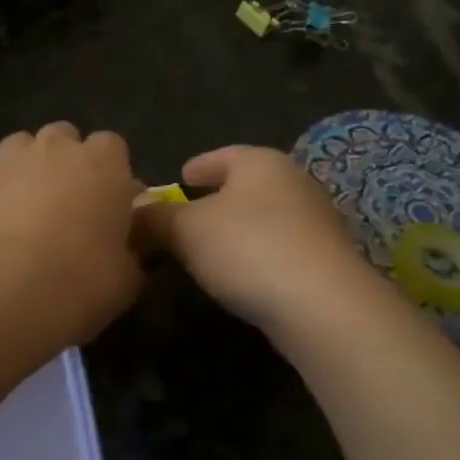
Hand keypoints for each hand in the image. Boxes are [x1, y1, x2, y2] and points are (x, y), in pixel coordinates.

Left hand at [0, 123, 144, 345]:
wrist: (1, 291)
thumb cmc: (81, 279)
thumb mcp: (128, 277)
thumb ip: (132, 252)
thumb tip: (129, 250)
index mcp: (103, 162)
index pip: (112, 147)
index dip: (111, 175)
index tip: (111, 207)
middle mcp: (54, 149)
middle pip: (63, 139)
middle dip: (66, 163)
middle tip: (69, 207)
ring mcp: (6, 163)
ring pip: (19, 149)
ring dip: (26, 171)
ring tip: (28, 213)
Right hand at [136, 146, 379, 334]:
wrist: (322, 304)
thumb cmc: (247, 248)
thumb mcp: (185, 230)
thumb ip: (155, 218)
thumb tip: (133, 212)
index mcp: (260, 162)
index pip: (221, 155)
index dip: (197, 166)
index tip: (179, 178)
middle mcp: (293, 182)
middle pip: (245, 185)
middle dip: (216, 199)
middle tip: (186, 217)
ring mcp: (315, 220)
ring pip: (264, 217)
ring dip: (236, 230)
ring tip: (208, 250)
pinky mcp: (326, 258)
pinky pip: (279, 247)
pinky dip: (256, 254)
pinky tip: (241, 274)